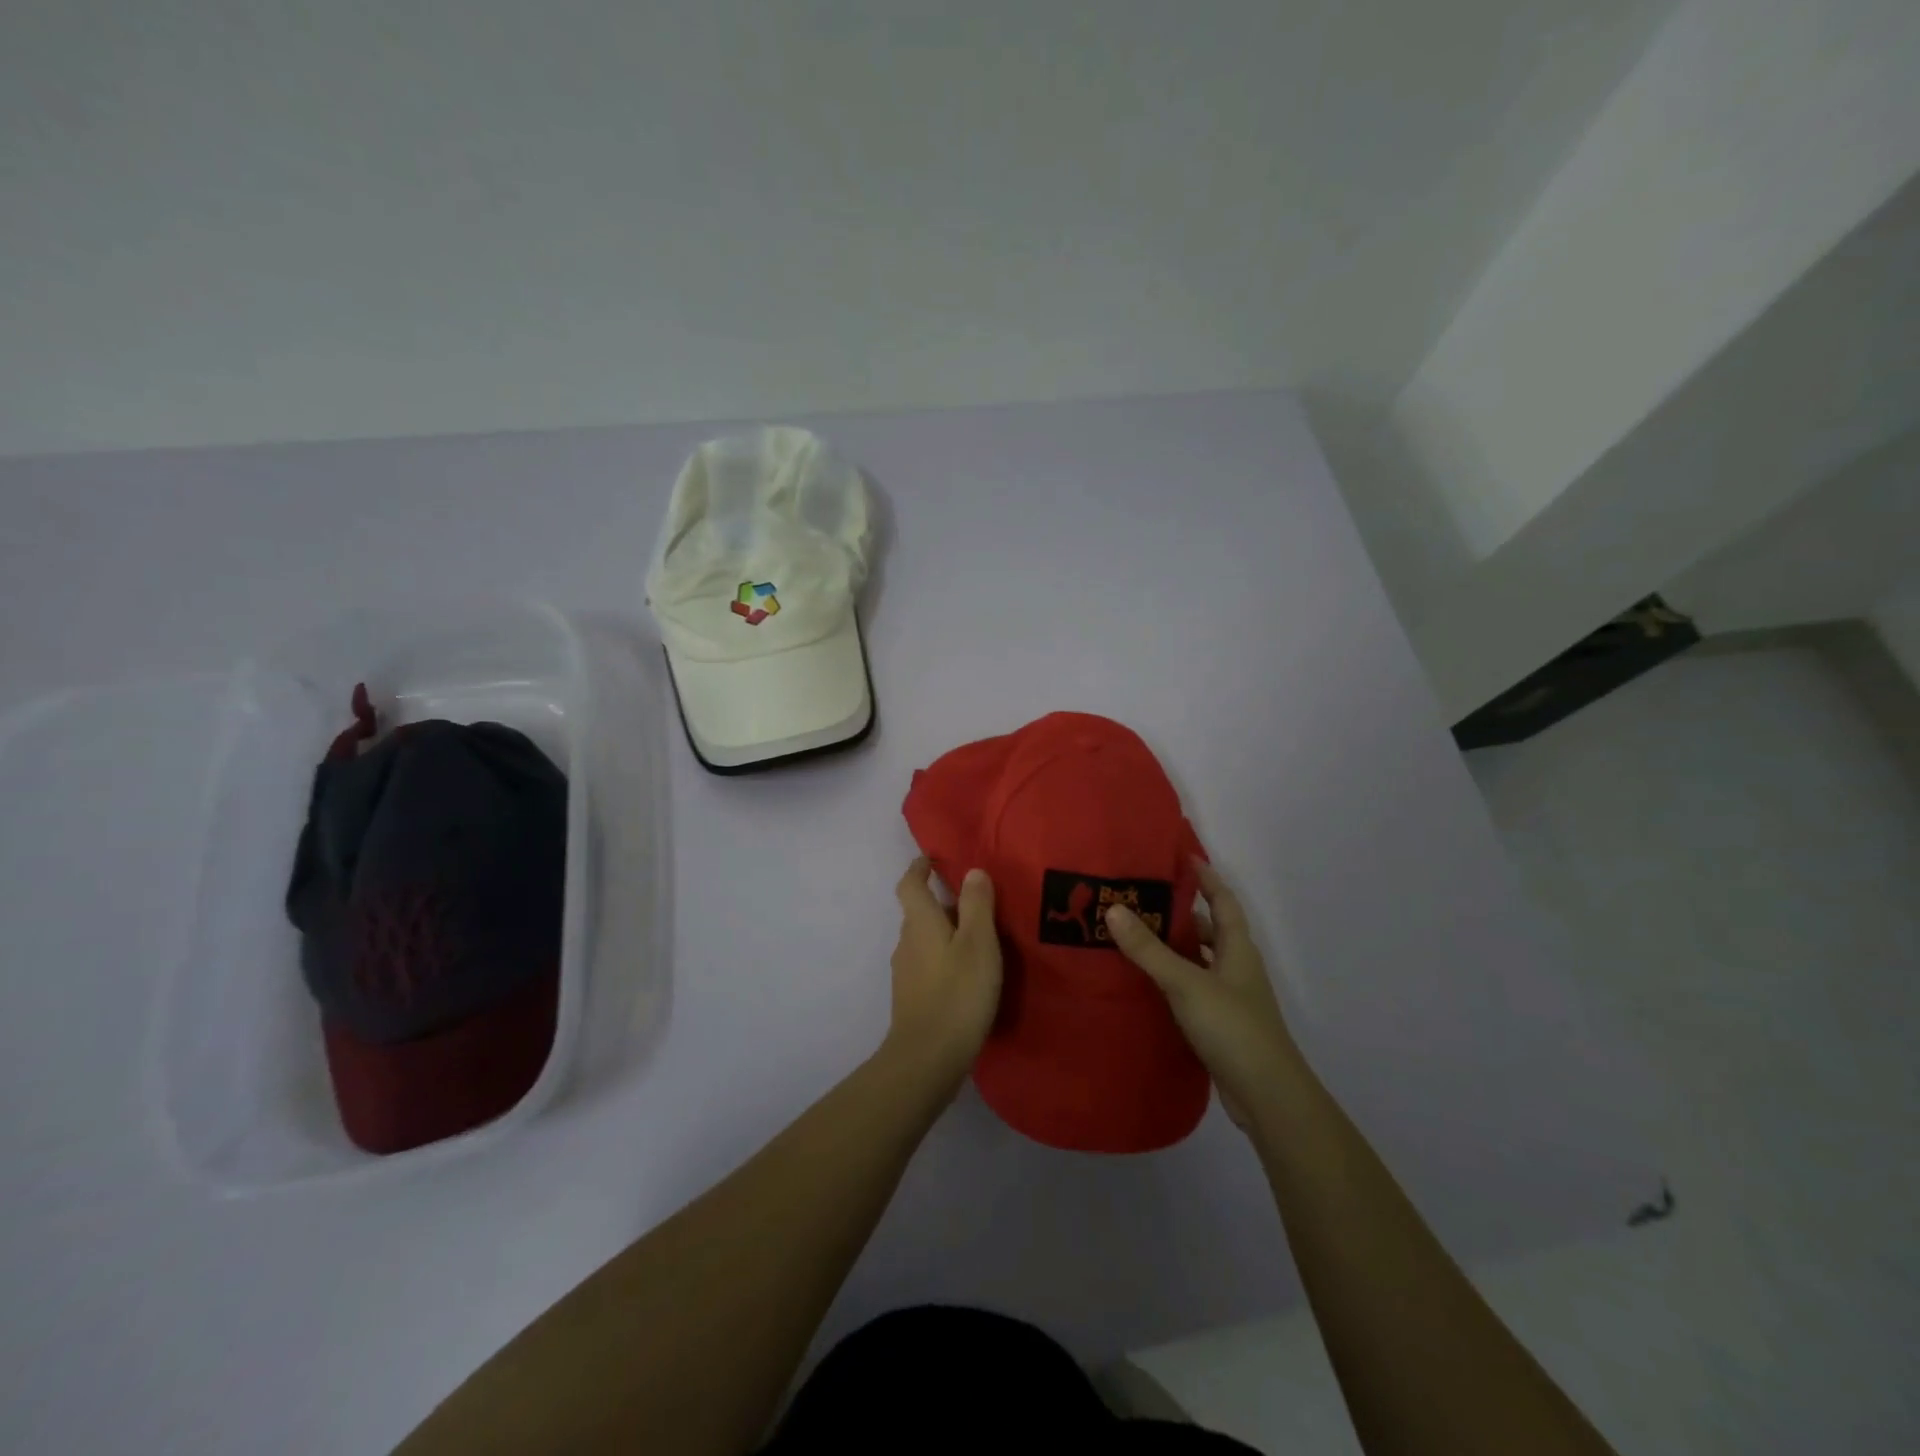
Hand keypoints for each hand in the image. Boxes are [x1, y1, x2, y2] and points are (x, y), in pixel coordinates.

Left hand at [885, 857, 1003, 1098]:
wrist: (928, 1058)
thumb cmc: (958, 993)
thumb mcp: (978, 943)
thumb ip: (977, 905)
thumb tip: (972, 871)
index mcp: (920, 922)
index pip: (910, 884)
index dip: (919, 868)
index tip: (932, 859)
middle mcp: (906, 942)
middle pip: (918, 912)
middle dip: (941, 903)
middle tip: (976, 903)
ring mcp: (906, 972)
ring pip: (924, 940)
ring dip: (945, 933)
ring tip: (978, 940)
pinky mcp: (911, 998)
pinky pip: (927, 964)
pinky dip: (944, 958)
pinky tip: (967, 975)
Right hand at [1105, 860, 1298, 1130]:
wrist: (1267, 1095)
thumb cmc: (1232, 1028)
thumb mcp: (1186, 983)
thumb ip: (1149, 949)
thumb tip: (1113, 909)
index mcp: (1237, 949)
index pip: (1223, 900)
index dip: (1206, 877)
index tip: (1182, 857)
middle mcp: (1236, 967)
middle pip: (1209, 929)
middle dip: (1181, 912)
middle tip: (1140, 898)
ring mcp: (1229, 997)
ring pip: (1198, 960)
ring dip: (1173, 947)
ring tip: (1133, 935)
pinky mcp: (1218, 1024)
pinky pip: (1191, 988)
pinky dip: (1170, 978)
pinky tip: (1144, 982)